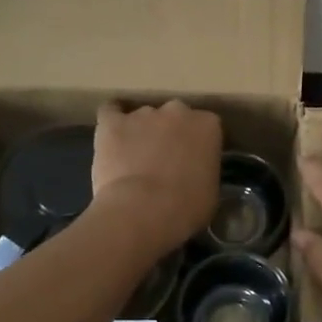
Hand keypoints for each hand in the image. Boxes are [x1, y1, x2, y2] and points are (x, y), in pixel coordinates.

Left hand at [91, 101, 222, 255]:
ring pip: (144, 117)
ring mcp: (143, 114)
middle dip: (171, 133)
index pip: (207, 127)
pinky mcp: (112, 123)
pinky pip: (110, 112)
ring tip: (135, 159)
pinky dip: (112, 122)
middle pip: (176, 116)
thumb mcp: (211, 190)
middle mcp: (177, 111)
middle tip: (166, 159)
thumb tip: (193, 173)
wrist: (143, 211)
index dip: (199, 144)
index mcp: (207, 125)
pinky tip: (112, 136)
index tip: (195, 161)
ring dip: (142, 132)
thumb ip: (204, 170)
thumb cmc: (186, 207)